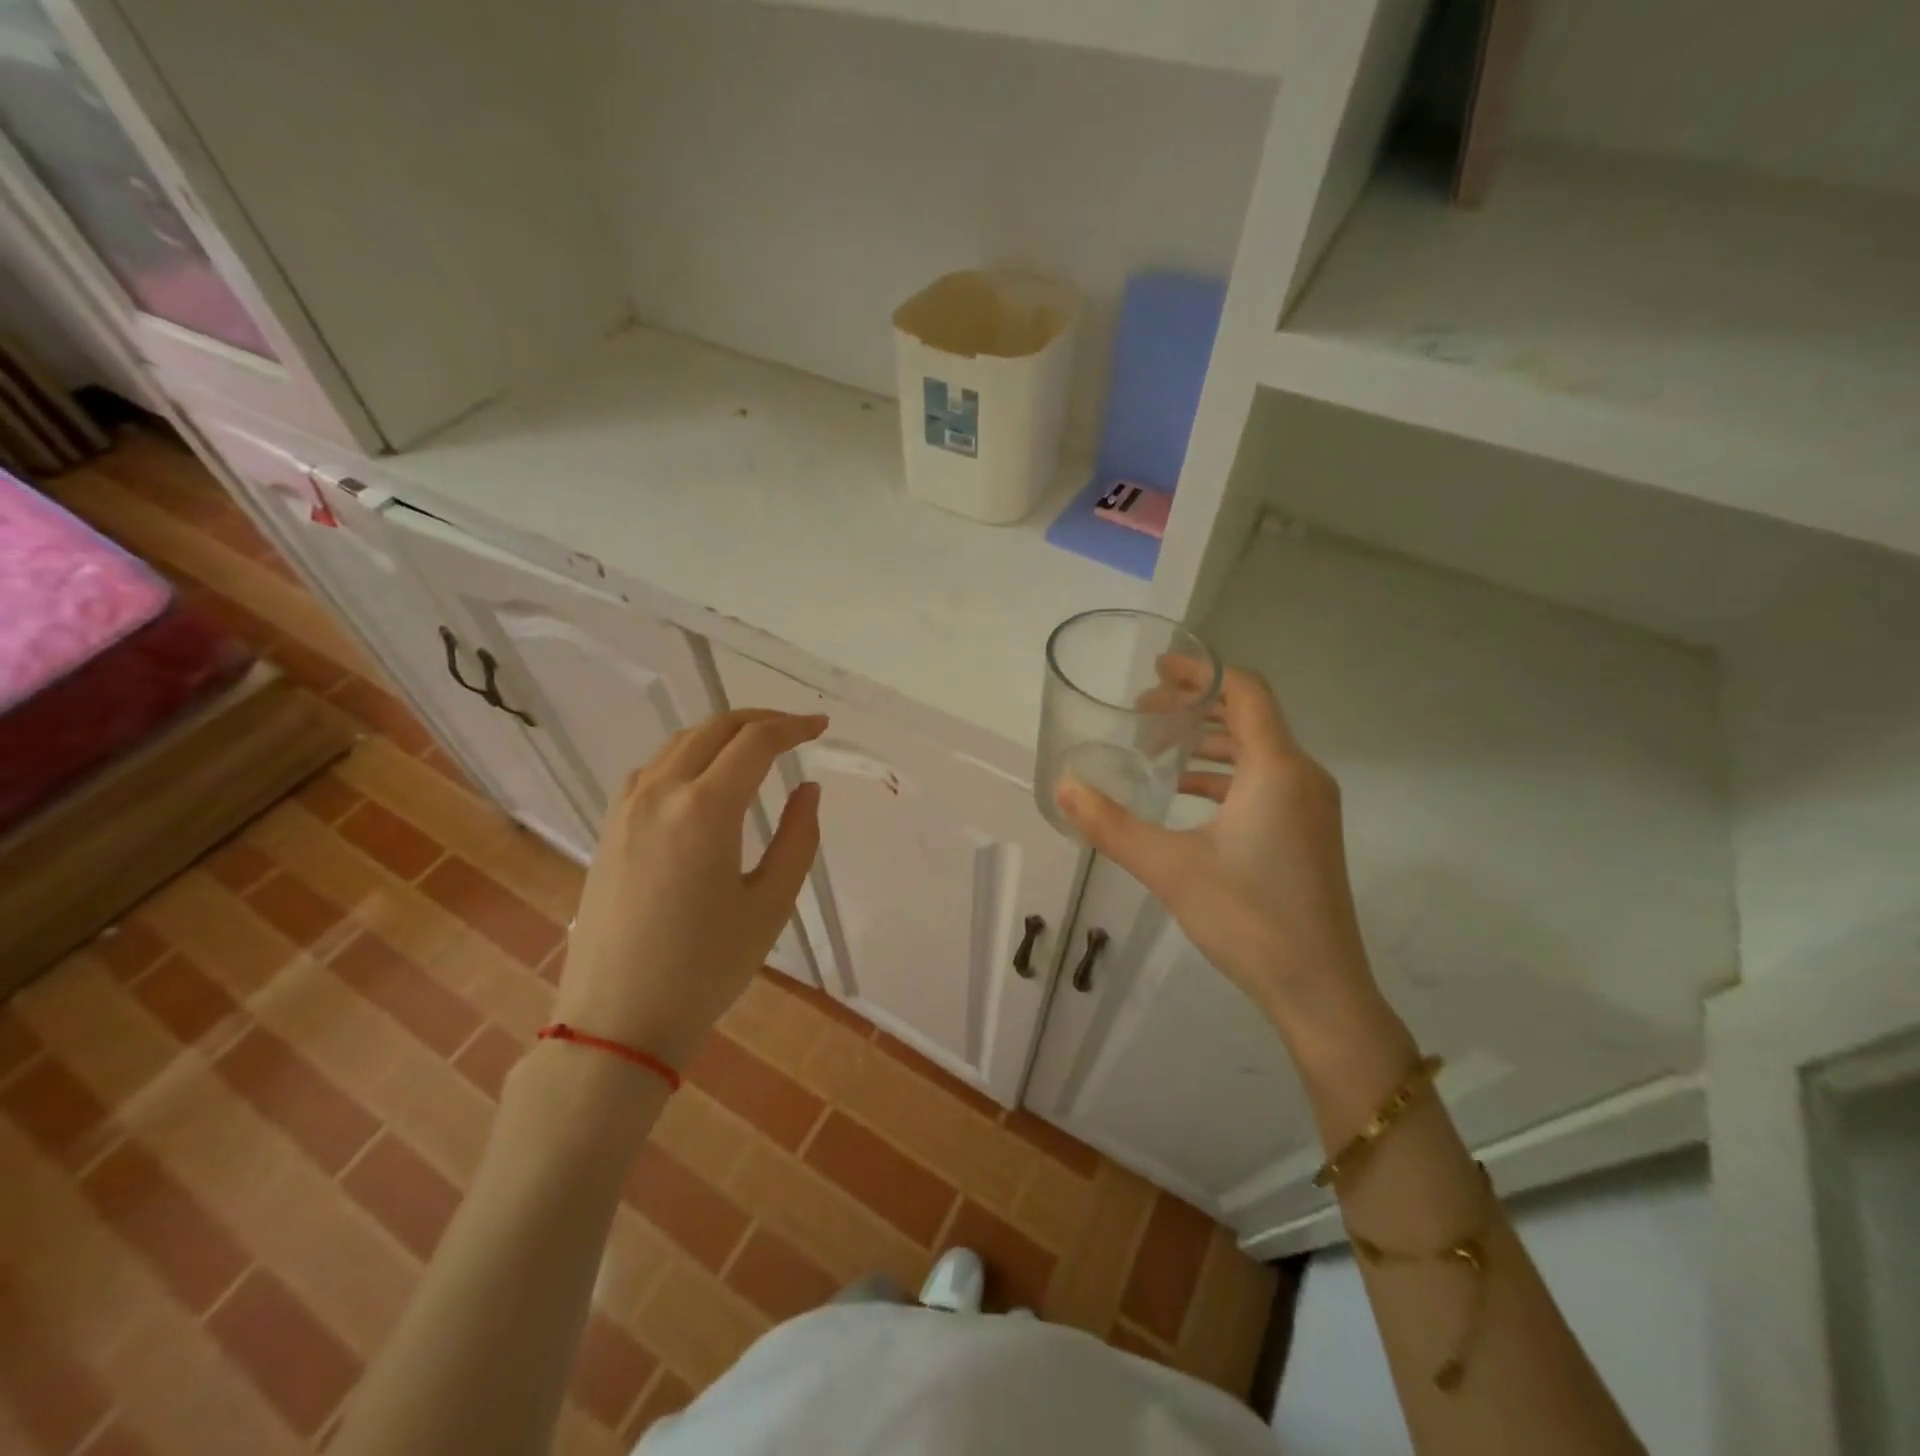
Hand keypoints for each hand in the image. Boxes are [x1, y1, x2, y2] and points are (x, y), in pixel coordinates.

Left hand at [559, 709, 826, 1070]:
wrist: (618, 1021)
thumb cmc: (706, 967)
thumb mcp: (771, 904)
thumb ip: (798, 837)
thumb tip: (807, 790)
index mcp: (705, 809)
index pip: (756, 743)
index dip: (794, 727)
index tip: (821, 727)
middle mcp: (660, 793)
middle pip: (714, 729)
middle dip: (760, 720)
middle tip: (795, 731)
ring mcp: (626, 809)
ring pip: (679, 743)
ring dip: (722, 734)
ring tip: (756, 749)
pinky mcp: (609, 829)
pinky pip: (651, 770)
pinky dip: (686, 757)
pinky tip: (702, 780)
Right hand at [1056, 667, 1381, 1044]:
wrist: (1319, 988)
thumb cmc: (1248, 918)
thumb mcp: (1169, 868)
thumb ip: (1111, 825)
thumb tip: (1063, 788)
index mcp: (1276, 769)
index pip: (1245, 690)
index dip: (1202, 671)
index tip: (1157, 670)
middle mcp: (1301, 775)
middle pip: (1248, 716)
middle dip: (1195, 707)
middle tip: (1143, 713)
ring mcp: (1311, 805)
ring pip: (1256, 751)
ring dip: (1207, 742)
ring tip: (1156, 751)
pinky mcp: (1308, 832)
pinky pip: (1264, 781)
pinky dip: (1224, 775)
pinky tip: (1185, 796)